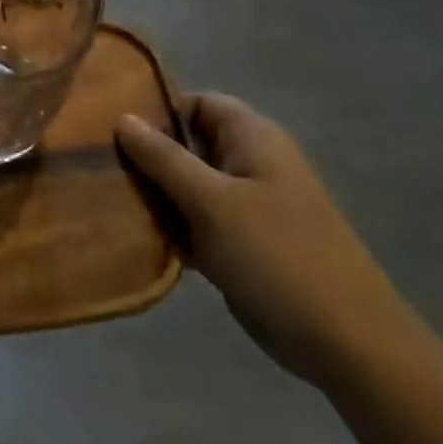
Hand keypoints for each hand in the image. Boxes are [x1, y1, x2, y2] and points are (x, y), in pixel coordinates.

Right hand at [117, 94, 414, 388]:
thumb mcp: (211, 200)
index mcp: (252, 138)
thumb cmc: (276, 255)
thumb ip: (163, 157)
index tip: (111, 128)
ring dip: (154, 194)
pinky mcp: (240, 243)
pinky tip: (132, 234)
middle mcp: (249, 163)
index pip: (196, 102)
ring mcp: (246, 205)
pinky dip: (170, 225)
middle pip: (187, 143)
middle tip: (98, 166)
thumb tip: (122, 118)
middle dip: (146, 155)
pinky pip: (195, 220)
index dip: (156, 109)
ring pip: (186, 184)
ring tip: (105, 199)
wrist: (344, 341)